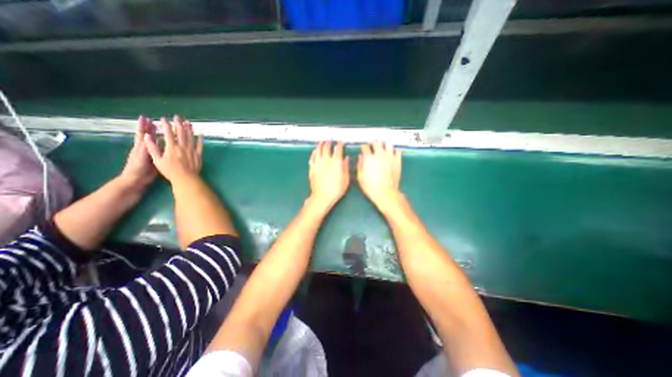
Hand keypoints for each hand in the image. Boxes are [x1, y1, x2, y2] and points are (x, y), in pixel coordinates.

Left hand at [119, 114, 158, 187]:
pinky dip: (165, 145)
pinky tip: (169, 144)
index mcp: (141, 147)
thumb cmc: (137, 169)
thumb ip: (145, 147)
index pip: (142, 133)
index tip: (145, 118)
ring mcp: (151, 154)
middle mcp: (145, 148)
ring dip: (159, 135)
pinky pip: (161, 150)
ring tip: (163, 129)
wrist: (137, 180)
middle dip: (151, 128)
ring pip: (155, 142)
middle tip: (155, 120)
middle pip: (148, 136)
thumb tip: (149, 136)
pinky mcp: (157, 159)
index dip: (142, 126)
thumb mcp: (140, 157)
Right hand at [144, 114, 200, 183]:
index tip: (164, 119)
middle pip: (181, 133)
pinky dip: (200, 139)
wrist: (186, 178)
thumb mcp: (157, 160)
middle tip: (178, 117)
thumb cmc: (170, 171)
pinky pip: (200, 145)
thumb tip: (147, 137)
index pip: (168, 133)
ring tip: (188, 122)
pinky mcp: (199, 155)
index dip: (166, 125)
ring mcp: (192, 150)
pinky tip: (201, 133)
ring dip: (189, 129)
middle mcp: (183, 147)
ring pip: (191, 137)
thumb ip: (153, 148)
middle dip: (178, 124)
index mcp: (171, 147)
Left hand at [310, 142, 351, 210]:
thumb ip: (346, 167)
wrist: (322, 197)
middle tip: (329, 140)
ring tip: (321, 142)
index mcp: (336, 162)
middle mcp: (326, 160)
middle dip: (328, 143)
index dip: (339, 145)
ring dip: (320, 145)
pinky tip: (314, 151)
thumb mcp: (346, 179)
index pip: (338, 150)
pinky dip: (314, 153)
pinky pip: (312, 158)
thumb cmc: (336, 189)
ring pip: (318, 151)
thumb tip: (346, 159)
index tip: (340, 142)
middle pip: (326, 148)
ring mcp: (318, 164)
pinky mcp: (312, 168)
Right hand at [359, 141, 401, 209]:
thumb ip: (360, 165)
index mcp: (369, 158)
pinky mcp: (397, 161)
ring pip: (387, 144)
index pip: (365, 147)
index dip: (363, 147)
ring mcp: (390, 156)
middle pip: (376, 142)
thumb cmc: (370, 186)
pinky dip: (393, 150)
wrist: (385, 192)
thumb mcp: (360, 177)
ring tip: (382, 147)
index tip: (363, 148)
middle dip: (373, 143)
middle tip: (372, 146)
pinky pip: (397, 151)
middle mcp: (379, 154)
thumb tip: (361, 157)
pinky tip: (391, 153)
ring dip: (384, 144)